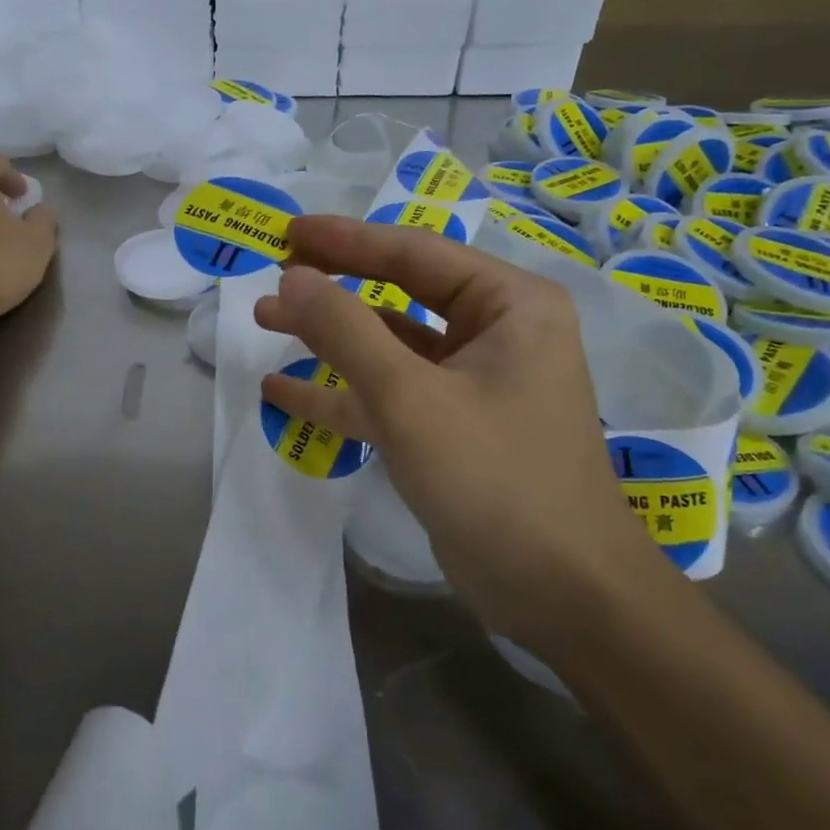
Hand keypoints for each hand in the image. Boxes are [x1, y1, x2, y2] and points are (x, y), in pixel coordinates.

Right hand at [255, 217, 660, 640]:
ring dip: (330, 338)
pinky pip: (391, 395)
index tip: (286, 232)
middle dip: (334, 288)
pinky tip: (283, 393)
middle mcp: (497, 333)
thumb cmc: (496, 479)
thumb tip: (291, 277)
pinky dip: (341, 394)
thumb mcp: (410, 398)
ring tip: (265, 321)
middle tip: (272, 276)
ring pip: (391, 345)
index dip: (344, 239)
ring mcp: (474, 385)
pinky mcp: (453, 430)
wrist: (564, 598)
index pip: (414, 252)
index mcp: (509, 304)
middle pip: (401, 292)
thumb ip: (345, 331)